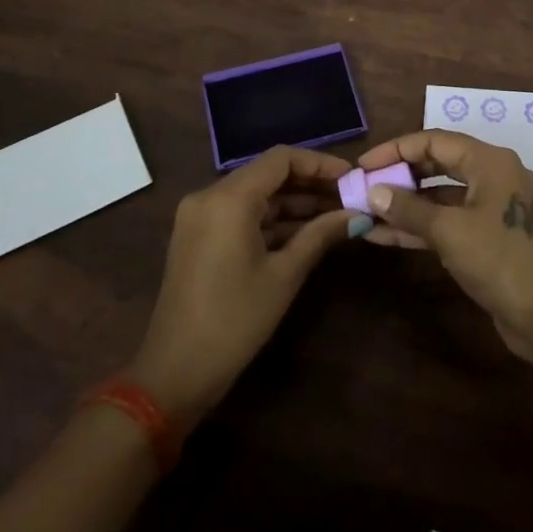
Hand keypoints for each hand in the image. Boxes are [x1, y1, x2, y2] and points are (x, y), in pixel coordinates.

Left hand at [128, 146, 360, 426]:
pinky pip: (241, 214)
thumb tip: (357, 215)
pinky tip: (305, 233)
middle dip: (310, 184)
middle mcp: (209, 196)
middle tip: (349, 198)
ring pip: (255, 194)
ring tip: (335, 215)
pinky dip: (272, 220)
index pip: (281, 159)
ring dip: (293, 203)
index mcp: (228, 198)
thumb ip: (320, 235)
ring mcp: (200, 216)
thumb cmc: (234, 321)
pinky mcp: (198, 236)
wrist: (175, 373)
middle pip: (268, 174)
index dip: (320, 164)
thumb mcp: (284, 275)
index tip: (351, 178)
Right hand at [355, 131, 532, 366]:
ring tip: (366, 212)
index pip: (435, 140)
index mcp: (491, 161)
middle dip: (400, 176)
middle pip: (438, 164)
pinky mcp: (489, 237)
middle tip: (364, 186)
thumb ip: (408, 208)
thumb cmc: (500, 260)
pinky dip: (420, 226)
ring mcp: (492, 208)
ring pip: (441, 197)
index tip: (363, 165)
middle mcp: (494, 176)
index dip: (396, 149)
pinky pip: (449, 221)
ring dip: (406, 205)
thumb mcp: (449, 231)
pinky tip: (384, 236)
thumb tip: (373, 192)